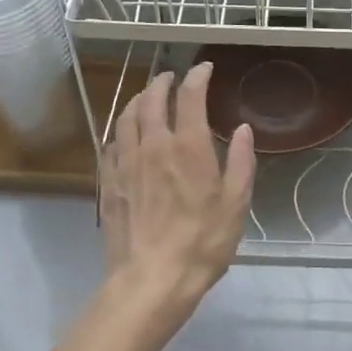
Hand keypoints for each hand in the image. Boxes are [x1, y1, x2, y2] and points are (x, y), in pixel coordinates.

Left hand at [99, 63, 256, 317]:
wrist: (151, 281)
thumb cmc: (202, 243)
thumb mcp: (236, 203)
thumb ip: (241, 161)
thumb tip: (243, 129)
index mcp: (188, 147)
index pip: (189, 97)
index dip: (197, 76)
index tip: (204, 68)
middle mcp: (153, 146)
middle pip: (151, 100)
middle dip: (161, 82)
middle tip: (170, 77)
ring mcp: (126, 164)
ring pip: (126, 118)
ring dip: (137, 100)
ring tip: (145, 97)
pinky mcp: (109, 183)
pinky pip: (111, 144)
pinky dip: (120, 129)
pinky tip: (124, 134)